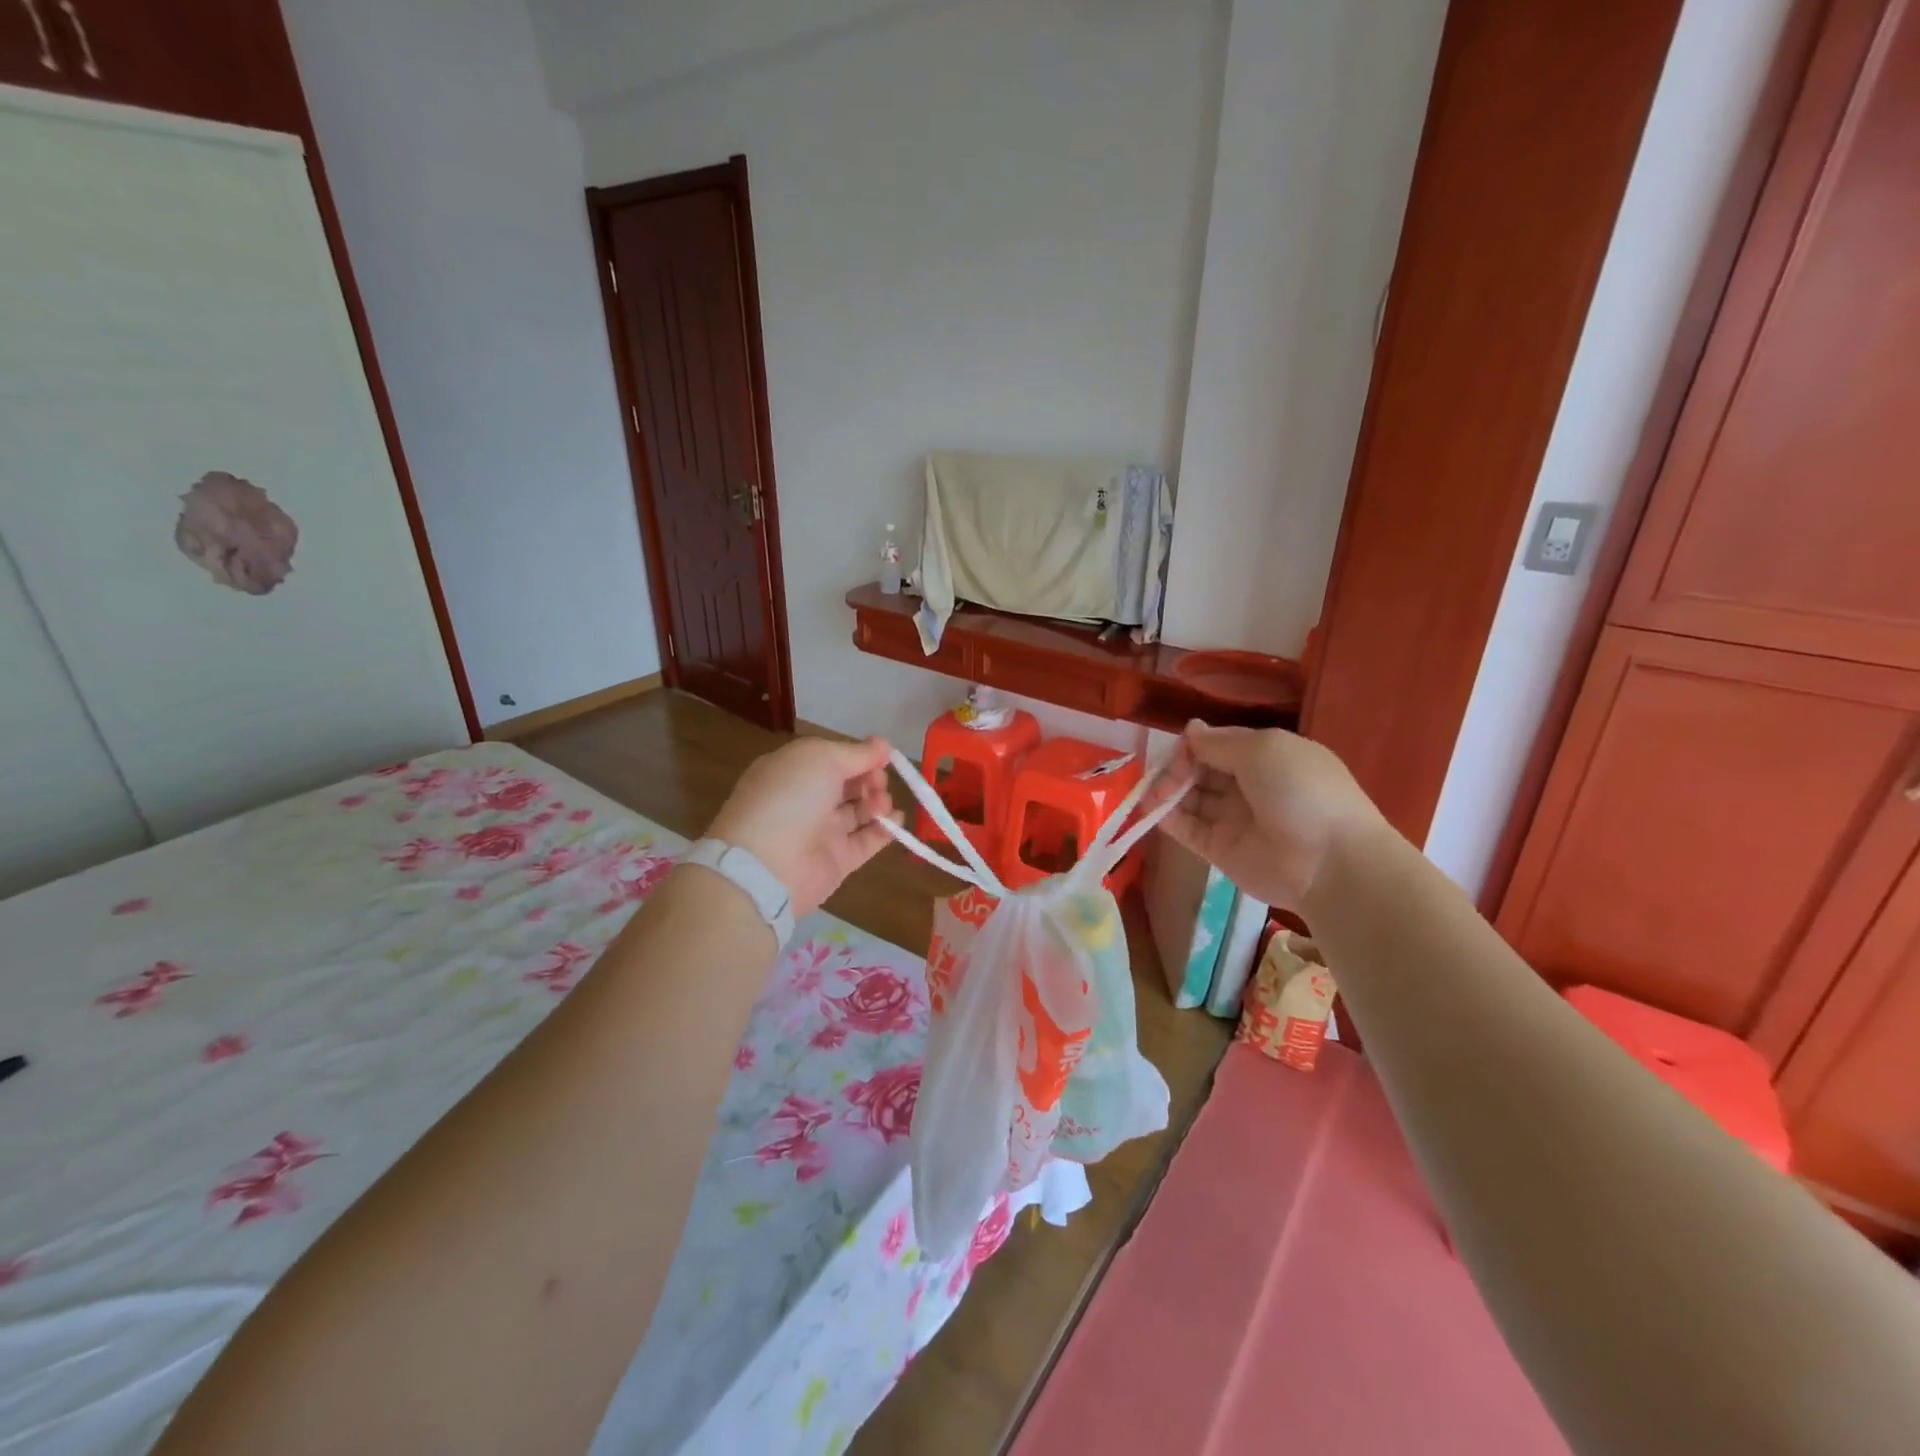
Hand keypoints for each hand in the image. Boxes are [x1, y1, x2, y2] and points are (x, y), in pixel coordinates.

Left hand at [703, 735, 901, 920]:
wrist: (767, 864)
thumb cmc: (790, 797)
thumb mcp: (822, 758)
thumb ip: (857, 752)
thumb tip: (883, 745)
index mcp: (794, 771)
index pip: (832, 758)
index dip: (859, 755)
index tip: (883, 755)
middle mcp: (806, 800)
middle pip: (848, 784)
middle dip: (870, 778)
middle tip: (879, 782)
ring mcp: (821, 832)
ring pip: (858, 811)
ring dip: (878, 801)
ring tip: (882, 803)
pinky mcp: (837, 860)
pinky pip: (866, 841)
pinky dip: (885, 830)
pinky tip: (897, 820)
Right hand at [1154, 722, 1385, 909]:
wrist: (1329, 862)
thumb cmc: (1301, 791)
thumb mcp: (1264, 749)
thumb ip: (1220, 741)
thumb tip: (1191, 729)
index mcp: (1268, 757)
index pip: (1220, 744)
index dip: (1196, 744)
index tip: (1178, 747)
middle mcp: (1249, 786)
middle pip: (1202, 770)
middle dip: (1178, 767)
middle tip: (1165, 774)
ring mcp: (1233, 819)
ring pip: (1191, 798)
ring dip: (1167, 791)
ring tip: (1151, 792)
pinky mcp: (1219, 850)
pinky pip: (1188, 829)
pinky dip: (1167, 818)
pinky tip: (1151, 809)